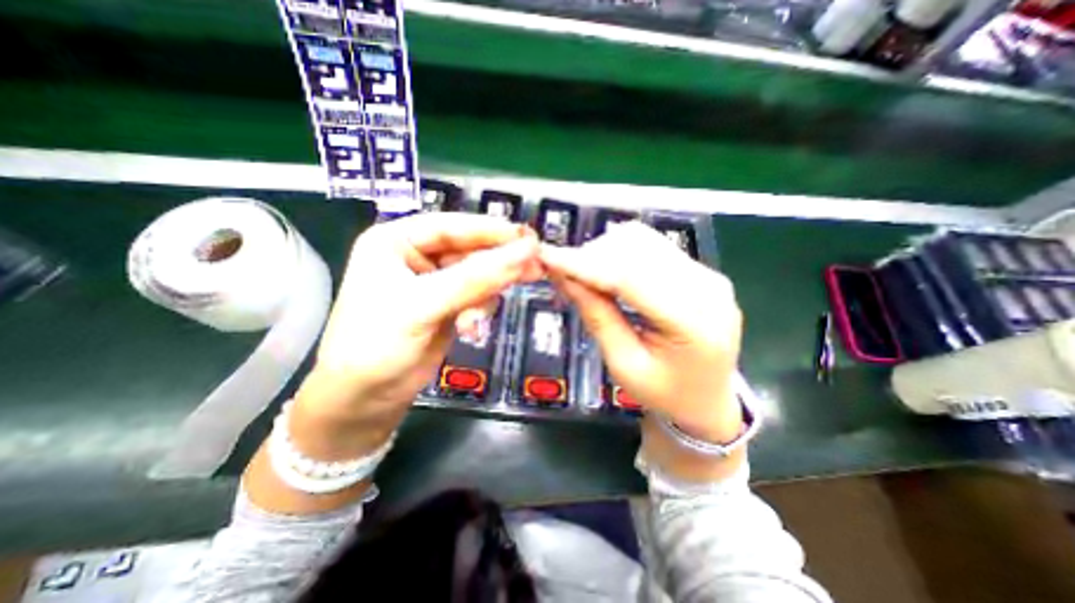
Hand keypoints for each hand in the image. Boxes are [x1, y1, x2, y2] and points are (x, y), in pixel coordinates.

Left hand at [295, 215, 541, 439]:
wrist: (364, 400)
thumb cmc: (377, 345)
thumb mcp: (424, 305)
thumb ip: (476, 279)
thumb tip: (526, 252)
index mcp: (396, 240)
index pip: (453, 226)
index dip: (492, 231)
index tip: (529, 239)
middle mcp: (417, 257)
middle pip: (470, 250)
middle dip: (498, 263)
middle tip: (535, 266)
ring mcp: (436, 283)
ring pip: (479, 275)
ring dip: (487, 294)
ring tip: (481, 316)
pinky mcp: (449, 306)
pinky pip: (478, 297)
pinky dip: (481, 310)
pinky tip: (471, 327)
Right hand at [542, 219, 743, 439]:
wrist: (708, 401)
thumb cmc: (665, 394)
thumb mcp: (624, 364)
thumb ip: (597, 316)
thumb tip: (564, 276)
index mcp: (693, 323)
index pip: (630, 277)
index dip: (584, 264)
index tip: (547, 257)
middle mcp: (707, 288)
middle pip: (637, 250)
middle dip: (592, 257)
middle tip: (565, 275)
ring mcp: (708, 275)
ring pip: (644, 239)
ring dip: (605, 252)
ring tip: (586, 276)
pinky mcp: (701, 271)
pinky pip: (654, 246)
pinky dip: (622, 253)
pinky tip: (608, 272)